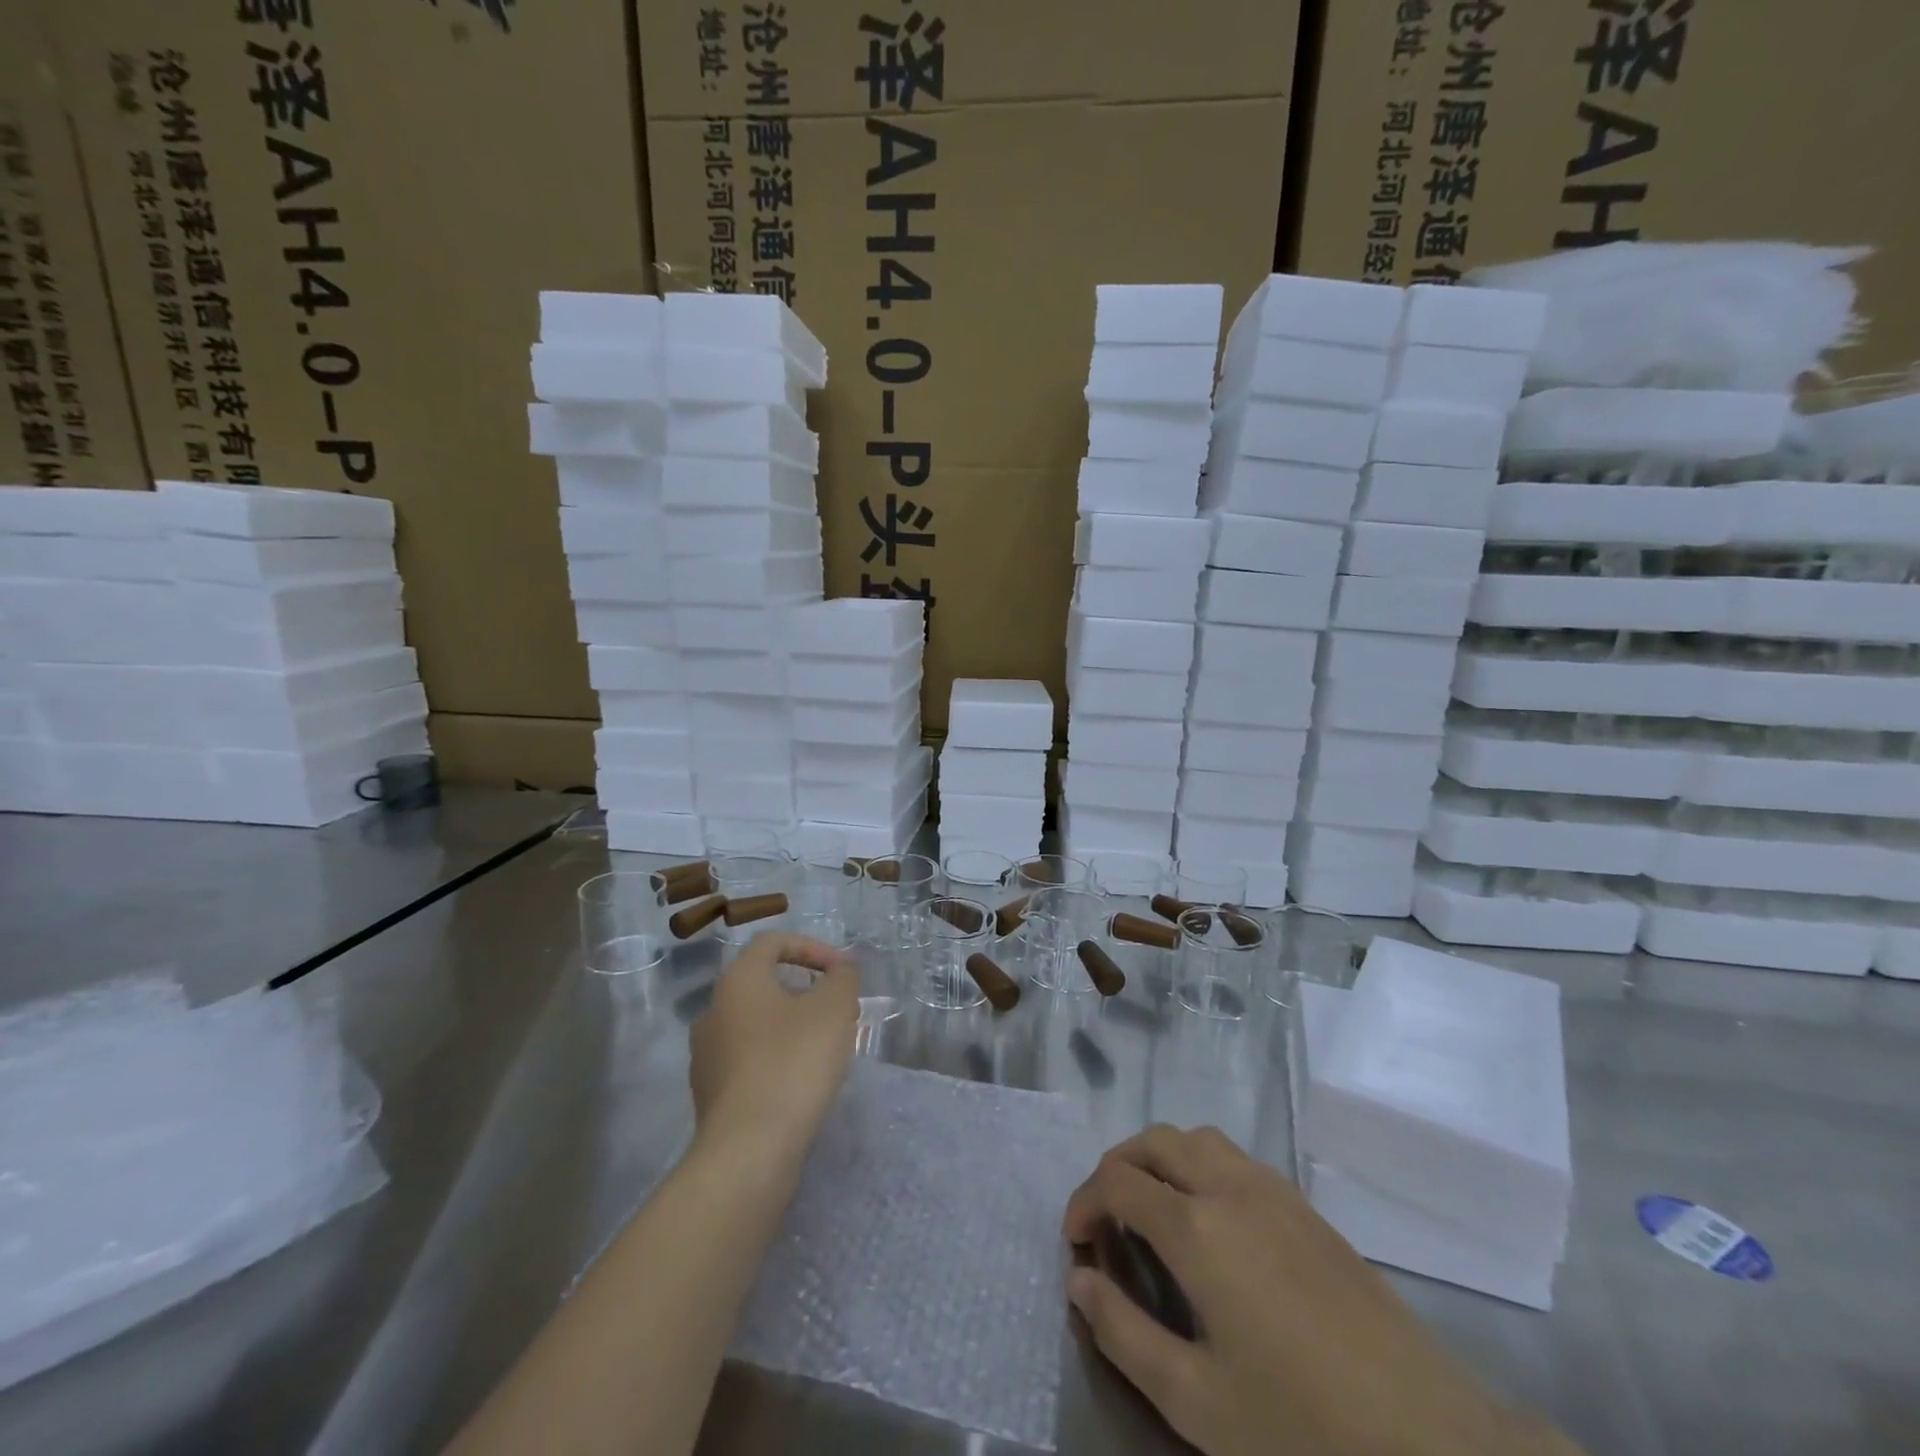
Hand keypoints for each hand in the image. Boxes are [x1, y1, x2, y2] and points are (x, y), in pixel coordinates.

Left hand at [688, 932, 860, 1163]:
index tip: (841, 971)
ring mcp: (706, 1055)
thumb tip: (841, 969)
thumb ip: (842, 978)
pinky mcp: (711, 1094)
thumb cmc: (793, 1063)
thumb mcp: (834, 1009)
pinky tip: (800, 1082)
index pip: (773, 942)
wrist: (748, 1151)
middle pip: (764, 983)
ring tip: (824, 1048)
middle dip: (805, 990)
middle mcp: (713, 1010)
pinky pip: (748, 1060)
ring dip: (791, 1026)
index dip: (812, 947)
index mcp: (738, 981)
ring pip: (756, 1024)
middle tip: (837, 1010)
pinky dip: (776, 1059)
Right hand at [1063, 1126, 1573, 1455]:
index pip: (1118, 1181)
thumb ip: (1123, 1333)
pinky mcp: (1305, 1206)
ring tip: (1152, 1212)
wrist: (1432, 1438)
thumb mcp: (1196, 1401)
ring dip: (1160, 1159)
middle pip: (1154, 1142)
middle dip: (1117, 1168)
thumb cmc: (1303, 1427)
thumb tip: (1079, 1279)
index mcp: (1197, 1227)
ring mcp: (1272, 1189)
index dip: (1084, 1202)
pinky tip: (1210, 1222)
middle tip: (1105, 1221)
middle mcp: (1229, 1187)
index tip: (1074, 1241)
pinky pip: (1234, 1157)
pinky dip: (1199, 1166)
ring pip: (1197, 1139)